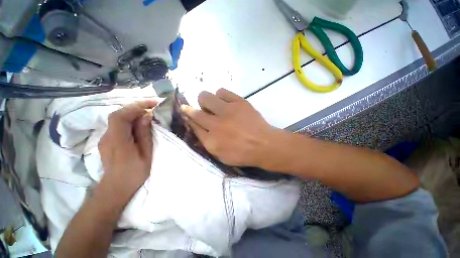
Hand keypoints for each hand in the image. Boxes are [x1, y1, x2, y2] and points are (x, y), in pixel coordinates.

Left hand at [97, 100, 157, 204]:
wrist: (116, 188)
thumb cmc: (134, 173)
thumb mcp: (145, 154)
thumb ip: (144, 134)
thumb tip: (146, 116)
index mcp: (118, 141)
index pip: (121, 116)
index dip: (136, 106)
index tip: (153, 103)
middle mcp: (107, 136)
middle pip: (118, 114)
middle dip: (137, 107)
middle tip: (153, 105)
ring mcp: (105, 138)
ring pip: (118, 118)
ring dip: (134, 112)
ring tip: (149, 112)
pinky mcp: (108, 140)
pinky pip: (118, 124)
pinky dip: (130, 119)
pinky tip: (140, 122)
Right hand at [181, 88, 277, 166]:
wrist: (264, 145)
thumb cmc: (243, 154)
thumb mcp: (222, 156)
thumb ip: (207, 143)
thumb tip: (198, 128)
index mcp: (211, 140)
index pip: (193, 125)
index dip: (188, 118)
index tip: (187, 113)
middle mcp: (215, 125)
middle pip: (195, 111)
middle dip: (192, 109)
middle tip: (203, 111)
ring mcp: (227, 111)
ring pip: (206, 96)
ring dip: (207, 101)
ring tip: (216, 106)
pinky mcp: (239, 102)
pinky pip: (221, 91)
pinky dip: (221, 96)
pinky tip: (226, 102)